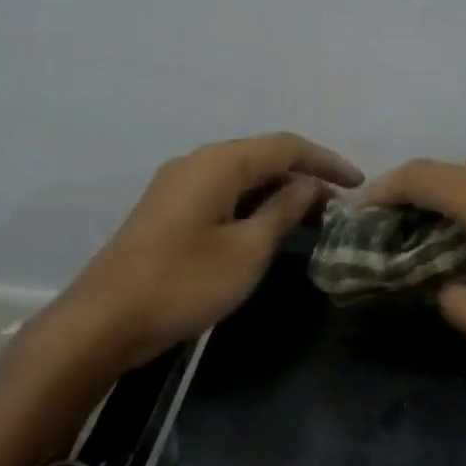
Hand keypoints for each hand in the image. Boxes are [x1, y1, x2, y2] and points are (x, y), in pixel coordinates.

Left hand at [45, 132, 362, 371]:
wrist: (106, 319)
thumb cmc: (185, 283)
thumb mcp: (247, 250)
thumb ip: (282, 211)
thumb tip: (309, 186)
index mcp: (218, 163)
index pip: (285, 146)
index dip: (326, 162)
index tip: (358, 185)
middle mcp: (196, 164)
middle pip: (261, 159)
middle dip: (303, 179)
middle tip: (338, 211)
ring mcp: (177, 188)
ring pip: (241, 179)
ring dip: (278, 195)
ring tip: (313, 222)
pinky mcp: (168, 213)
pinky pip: (222, 197)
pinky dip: (251, 208)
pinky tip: (270, 231)